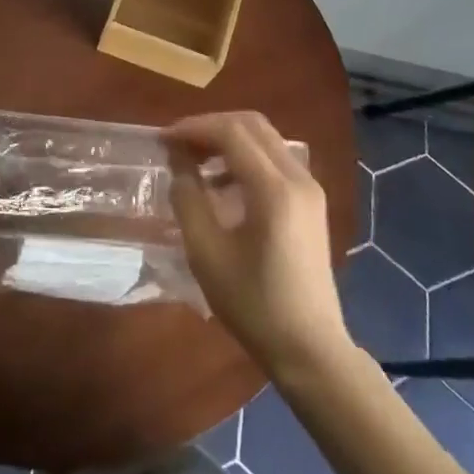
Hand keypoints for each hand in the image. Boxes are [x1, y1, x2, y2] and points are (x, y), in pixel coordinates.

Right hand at [166, 112, 351, 376]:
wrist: (310, 348)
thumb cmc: (254, 305)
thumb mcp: (207, 254)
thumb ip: (188, 200)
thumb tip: (178, 163)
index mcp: (274, 189)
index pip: (232, 132)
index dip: (194, 128)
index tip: (163, 139)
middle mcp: (298, 177)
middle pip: (252, 124)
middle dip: (211, 126)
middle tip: (177, 144)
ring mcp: (309, 187)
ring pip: (265, 138)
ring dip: (228, 139)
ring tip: (194, 161)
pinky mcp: (311, 201)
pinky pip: (275, 159)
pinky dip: (245, 156)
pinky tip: (221, 182)